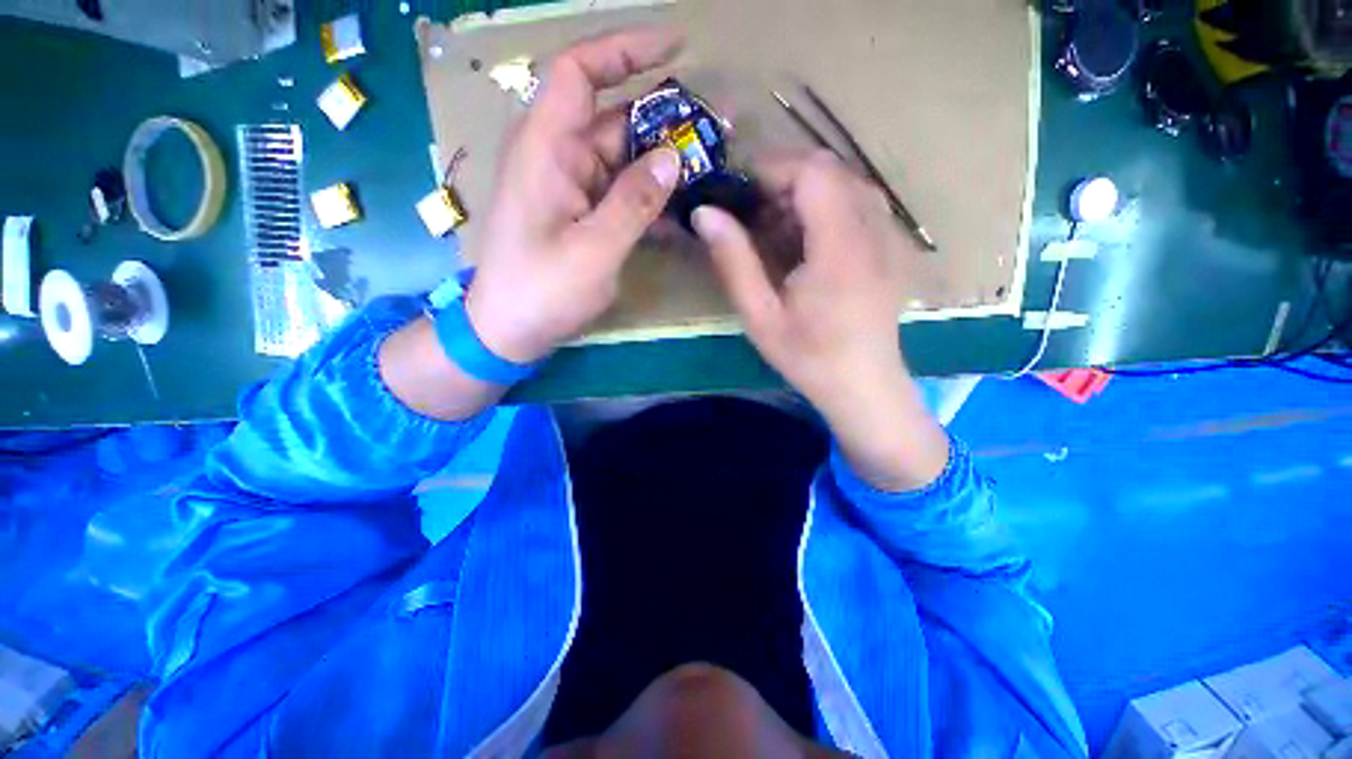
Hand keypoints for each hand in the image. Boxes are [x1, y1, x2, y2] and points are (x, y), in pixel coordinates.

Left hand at [465, 27, 684, 363]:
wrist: (509, 330)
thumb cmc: (542, 291)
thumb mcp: (594, 250)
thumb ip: (634, 203)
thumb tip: (674, 157)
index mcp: (548, 150)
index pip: (580, 72)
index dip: (624, 50)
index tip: (676, 47)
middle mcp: (559, 158)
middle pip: (616, 120)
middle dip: (665, 121)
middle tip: (716, 133)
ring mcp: (571, 189)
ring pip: (623, 160)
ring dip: (663, 165)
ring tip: (709, 172)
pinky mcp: (581, 215)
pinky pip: (620, 194)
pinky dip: (649, 199)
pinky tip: (680, 214)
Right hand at [692, 150, 949, 491]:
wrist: (863, 385)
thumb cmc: (808, 357)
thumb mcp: (760, 316)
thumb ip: (734, 261)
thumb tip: (704, 213)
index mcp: (840, 249)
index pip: (814, 173)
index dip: (773, 168)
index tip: (740, 190)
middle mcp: (875, 232)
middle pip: (832, 170)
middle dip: (787, 177)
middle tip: (753, 210)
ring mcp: (891, 237)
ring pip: (848, 182)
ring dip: (807, 191)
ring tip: (776, 225)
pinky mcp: (894, 247)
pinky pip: (862, 203)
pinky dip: (829, 205)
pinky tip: (808, 240)